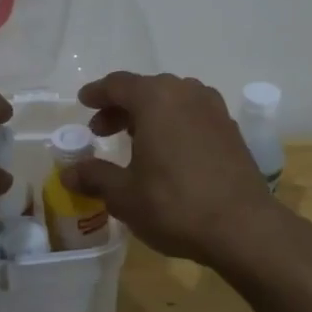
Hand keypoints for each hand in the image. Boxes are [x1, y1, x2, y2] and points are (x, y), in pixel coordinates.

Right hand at [62, 72, 286, 267]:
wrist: (243, 226)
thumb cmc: (175, 204)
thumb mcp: (125, 195)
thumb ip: (95, 177)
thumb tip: (68, 173)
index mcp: (156, 99)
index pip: (119, 84)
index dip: (97, 93)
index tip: (83, 102)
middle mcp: (186, 93)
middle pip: (146, 89)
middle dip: (121, 106)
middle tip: (102, 130)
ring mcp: (214, 110)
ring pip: (173, 100)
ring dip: (149, 114)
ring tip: (135, 140)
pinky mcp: (231, 130)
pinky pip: (193, 115)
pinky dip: (174, 124)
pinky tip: (168, 152)